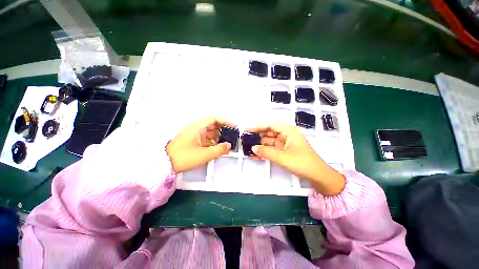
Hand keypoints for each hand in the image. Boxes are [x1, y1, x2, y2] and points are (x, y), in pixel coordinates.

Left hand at [167, 116, 234, 172]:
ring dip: (219, 136)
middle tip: (232, 135)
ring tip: (226, 143)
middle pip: (213, 124)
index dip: (226, 121)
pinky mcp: (193, 140)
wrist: (165, 164)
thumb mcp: (204, 154)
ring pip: (210, 131)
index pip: (215, 118)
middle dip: (224, 129)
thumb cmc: (183, 157)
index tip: (233, 127)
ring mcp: (194, 134)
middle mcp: (196, 128)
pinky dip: (213, 141)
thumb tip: (229, 146)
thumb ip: (219, 150)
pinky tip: (218, 147)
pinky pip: (206, 137)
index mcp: (198, 127)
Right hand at [246, 122, 345, 195]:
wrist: (318, 176)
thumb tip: (253, 148)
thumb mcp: (282, 157)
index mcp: (289, 131)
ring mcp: (286, 143)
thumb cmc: (302, 163)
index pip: (271, 125)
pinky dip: (265, 151)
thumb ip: (266, 152)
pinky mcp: (285, 151)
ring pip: (270, 141)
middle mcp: (287, 135)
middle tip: (246, 139)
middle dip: (258, 135)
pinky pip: (273, 148)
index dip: (258, 126)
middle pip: (269, 132)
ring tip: (249, 147)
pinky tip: (256, 154)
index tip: (248, 130)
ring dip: (260, 144)